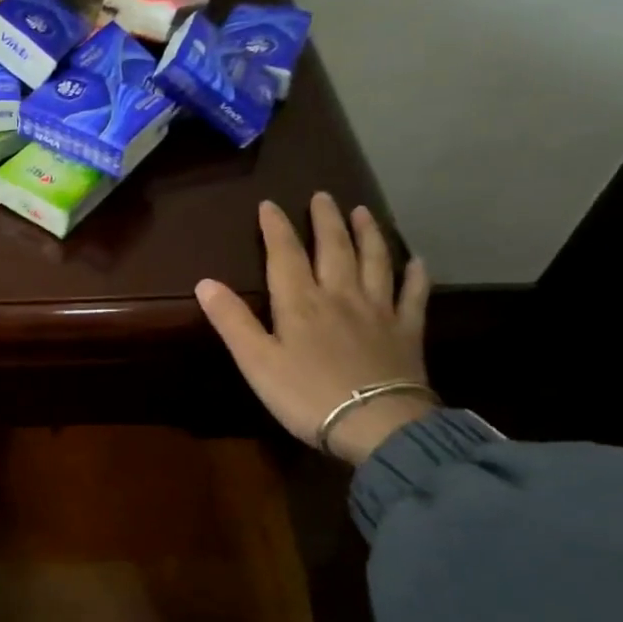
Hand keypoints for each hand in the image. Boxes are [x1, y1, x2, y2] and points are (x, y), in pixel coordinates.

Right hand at [196, 194, 433, 463]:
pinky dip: (415, 275)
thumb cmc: (307, 395)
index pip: (285, 255)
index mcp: (300, 302)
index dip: (276, 228)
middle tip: (323, 196)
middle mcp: (341, 295)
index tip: (270, 204)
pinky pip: (413, 295)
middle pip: (334, 248)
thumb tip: (205, 282)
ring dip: (369, 234)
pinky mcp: (407, 331)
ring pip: (375, 261)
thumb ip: (232, 321)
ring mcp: (379, 311)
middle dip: (326, 220)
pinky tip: (417, 261)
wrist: (377, 425)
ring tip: (363, 212)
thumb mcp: (256, 362)